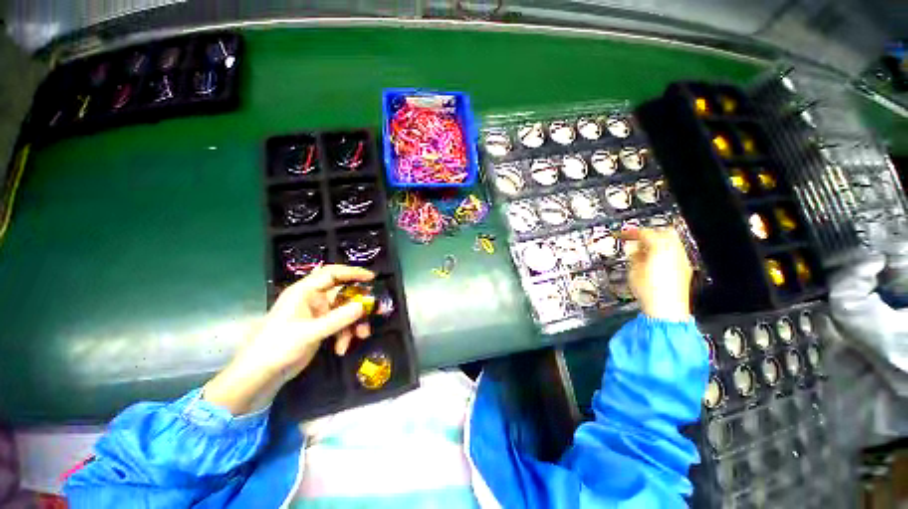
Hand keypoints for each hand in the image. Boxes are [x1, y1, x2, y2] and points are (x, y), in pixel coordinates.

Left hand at [204, 265, 374, 414]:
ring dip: (354, 323)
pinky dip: (345, 334)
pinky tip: (342, 348)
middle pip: (343, 293)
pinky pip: (340, 324)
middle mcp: (312, 299)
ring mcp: (317, 314)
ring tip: (361, 336)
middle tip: (375, 311)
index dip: (352, 273)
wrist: (260, 375)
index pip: (332, 274)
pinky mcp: (320, 327)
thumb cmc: (277, 347)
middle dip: (359, 304)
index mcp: (304, 292)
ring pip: (344, 310)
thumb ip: (338, 318)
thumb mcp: (310, 333)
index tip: (372, 278)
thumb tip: (364, 305)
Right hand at [621, 227, 691, 320]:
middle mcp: (675, 250)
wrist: (666, 309)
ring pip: (671, 242)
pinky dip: (663, 252)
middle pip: (663, 232)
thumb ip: (634, 255)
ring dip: (656, 243)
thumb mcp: (633, 270)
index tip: (623, 234)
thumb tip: (633, 249)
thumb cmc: (650, 291)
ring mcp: (682, 259)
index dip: (631, 233)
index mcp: (661, 246)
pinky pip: (674, 253)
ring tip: (643, 251)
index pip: (645, 233)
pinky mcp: (684, 269)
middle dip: (648, 234)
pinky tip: (653, 261)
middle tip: (635, 239)